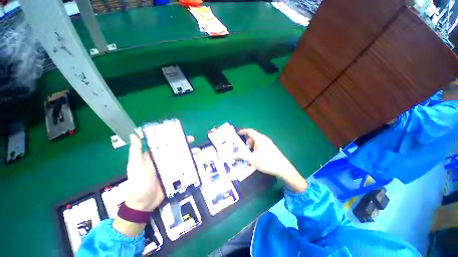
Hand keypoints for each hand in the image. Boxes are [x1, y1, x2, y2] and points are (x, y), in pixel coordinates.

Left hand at [125, 134, 195, 210]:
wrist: (144, 203)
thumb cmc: (138, 183)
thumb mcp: (135, 166)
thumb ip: (136, 151)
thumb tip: (133, 134)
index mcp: (153, 156)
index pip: (164, 143)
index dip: (172, 137)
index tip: (181, 133)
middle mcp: (163, 160)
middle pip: (175, 149)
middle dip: (184, 144)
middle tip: (193, 140)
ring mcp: (169, 167)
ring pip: (181, 157)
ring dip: (189, 153)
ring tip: (197, 150)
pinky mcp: (175, 175)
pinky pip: (183, 167)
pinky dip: (190, 163)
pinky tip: (196, 161)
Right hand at [236, 129, 296, 178]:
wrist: (283, 168)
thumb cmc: (267, 162)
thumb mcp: (253, 159)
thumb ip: (242, 156)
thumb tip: (233, 155)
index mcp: (259, 139)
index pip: (249, 131)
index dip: (243, 131)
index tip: (237, 134)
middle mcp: (264, 138)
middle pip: (253, 136)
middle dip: (247, 141)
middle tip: (244, 149)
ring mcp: (268, 142)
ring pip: (257, 141)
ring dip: (252, 145)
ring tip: (250, 154)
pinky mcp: (271, 147)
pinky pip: (261, 144)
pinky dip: (256, 147)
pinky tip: (256, 156)